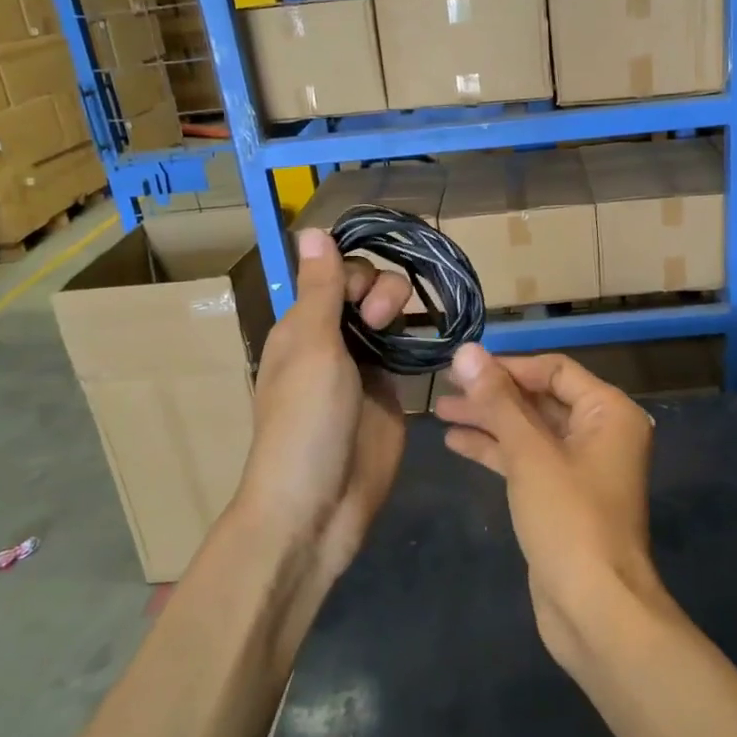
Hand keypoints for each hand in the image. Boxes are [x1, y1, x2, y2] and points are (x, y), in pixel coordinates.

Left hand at [237, 229, 410, 587]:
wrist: (317, 507)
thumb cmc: (306, 422)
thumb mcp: (311, 348)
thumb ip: (320, 289)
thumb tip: (313, 229)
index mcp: (303, 326)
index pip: (336, 274)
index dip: (356, 274)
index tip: (364, 300)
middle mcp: (332, 340)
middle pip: (366, 290)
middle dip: (382, 291)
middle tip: (381, 321)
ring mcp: (364, 368)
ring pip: (390, 318)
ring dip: (402, 313)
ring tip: (405, 336)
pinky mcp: (390, 395)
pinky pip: (407, 353)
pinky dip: (419, 343)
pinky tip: (433, 344)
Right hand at [434, 344, 660, 668]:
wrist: (595, 609)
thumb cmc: (568, 520)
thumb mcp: (530, 453)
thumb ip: (498, 400)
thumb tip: (467, 351)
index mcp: (609, 412)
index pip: (554, 370)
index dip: (508, 366)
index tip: (462, 367)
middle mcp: (601, 433)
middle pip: (540, 399)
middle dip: (493, 394)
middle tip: (444, 387)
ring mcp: (581, 467)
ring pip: (530, 431)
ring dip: (488, 420)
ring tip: (440, 412)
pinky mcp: (562, 497)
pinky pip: (527, 460)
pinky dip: (496, 450)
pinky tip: (456, 442)